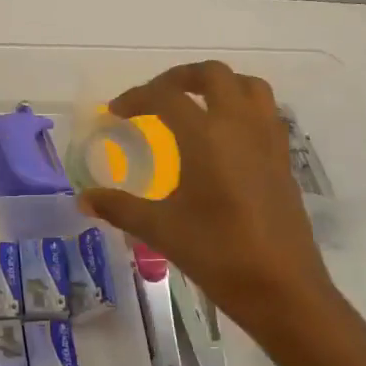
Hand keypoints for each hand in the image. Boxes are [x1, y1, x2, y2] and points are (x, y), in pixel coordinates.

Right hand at [77, 61, 359, 365]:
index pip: (166, 96)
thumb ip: (119, 207)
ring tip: (194, 104)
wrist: (283, 289)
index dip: (136, 97)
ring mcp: (268, 141)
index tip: (116, 112)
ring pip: (248, 87)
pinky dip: (242, 108)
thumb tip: (82, 199)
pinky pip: (266, 113)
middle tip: (155, 97)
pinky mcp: (283, 160)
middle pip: (213, 75)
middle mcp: (240, 127)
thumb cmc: (218, 254)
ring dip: (218, 85)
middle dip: (179, 78)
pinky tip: (225, 138)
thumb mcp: (160, 230)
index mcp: (206, 137)